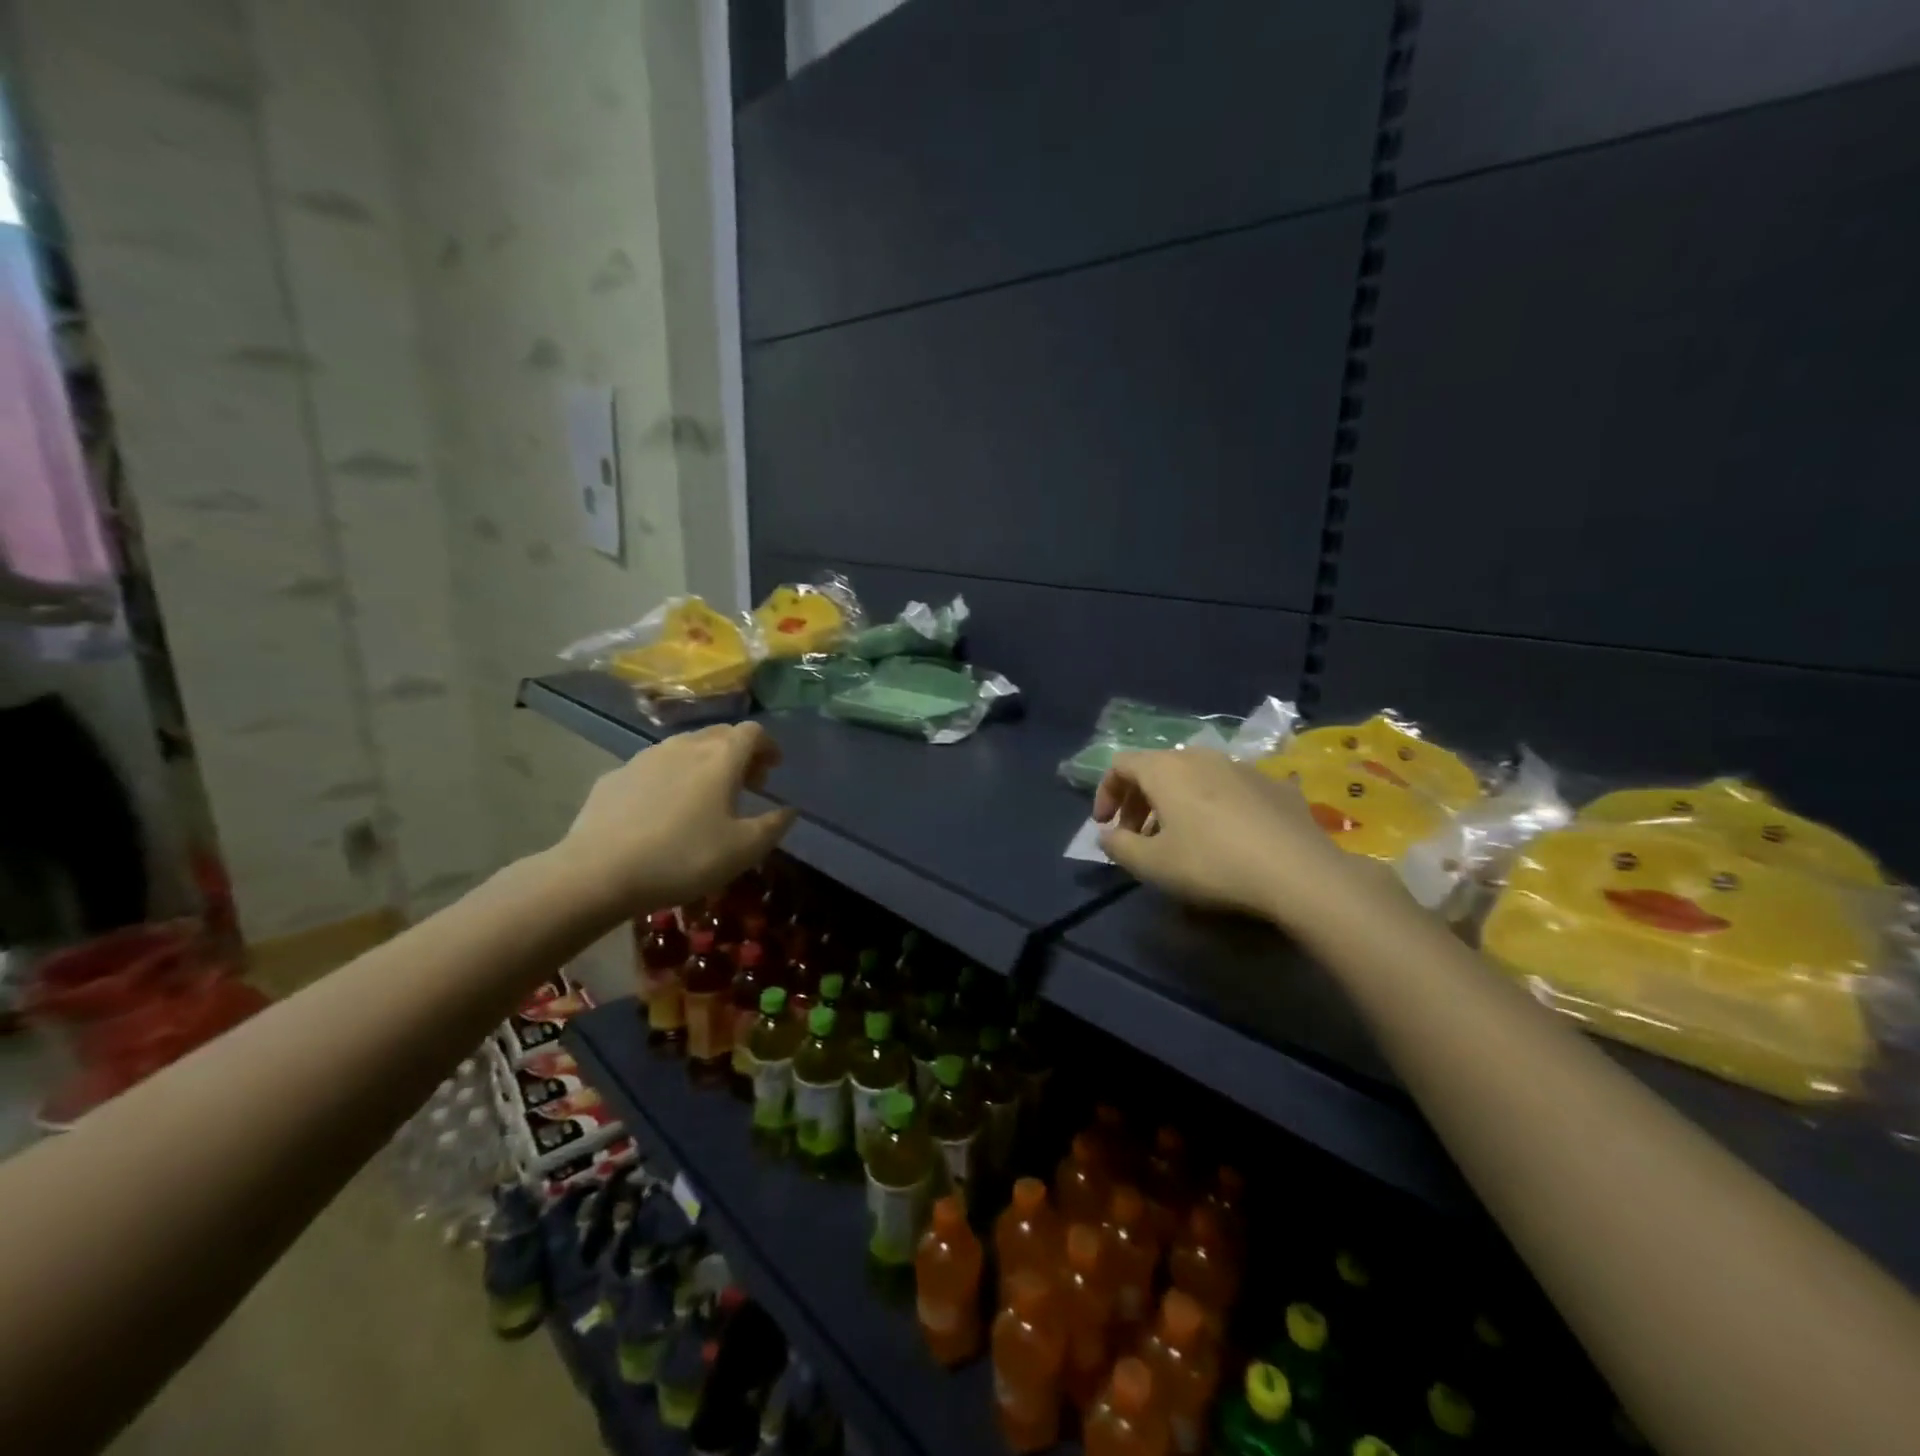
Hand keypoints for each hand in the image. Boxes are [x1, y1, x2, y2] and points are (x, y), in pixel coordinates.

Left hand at [553, 723, 797, 918]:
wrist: (598, 872)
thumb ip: (773, 826)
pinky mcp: (615, 776)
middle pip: (719, 734)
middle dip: (739, 752)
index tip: (773, 768)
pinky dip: (670, 778)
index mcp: (720, 758)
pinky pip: (653, 767)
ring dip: (704, 763)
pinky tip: (663, 810)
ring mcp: (644, 758)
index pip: (752, 732)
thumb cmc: (683, 858)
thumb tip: (789, 810)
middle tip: (747, 783)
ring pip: (684, 747)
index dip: (768, 745)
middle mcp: (684, 746)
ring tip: (706, 796)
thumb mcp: (743, 851)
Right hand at [1093, 749, 1369, 927]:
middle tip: (1137, 837)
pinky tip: (1226, 838)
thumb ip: (1119, 846)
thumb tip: (1107, 834)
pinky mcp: (1274, 784)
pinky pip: (1229, 788)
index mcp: (1166, 769)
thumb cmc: (1212, 864)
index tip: (1105, 826)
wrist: (1299, 872)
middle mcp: (1201, 756)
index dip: (1105, 793)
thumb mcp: (1152, 864)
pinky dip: (1213, 805)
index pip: (1120, 764)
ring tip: (1179, 839)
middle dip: (1139, 801)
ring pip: (1194, 777)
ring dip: (1175, 803)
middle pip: (1157, 769)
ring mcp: (1241, 766)